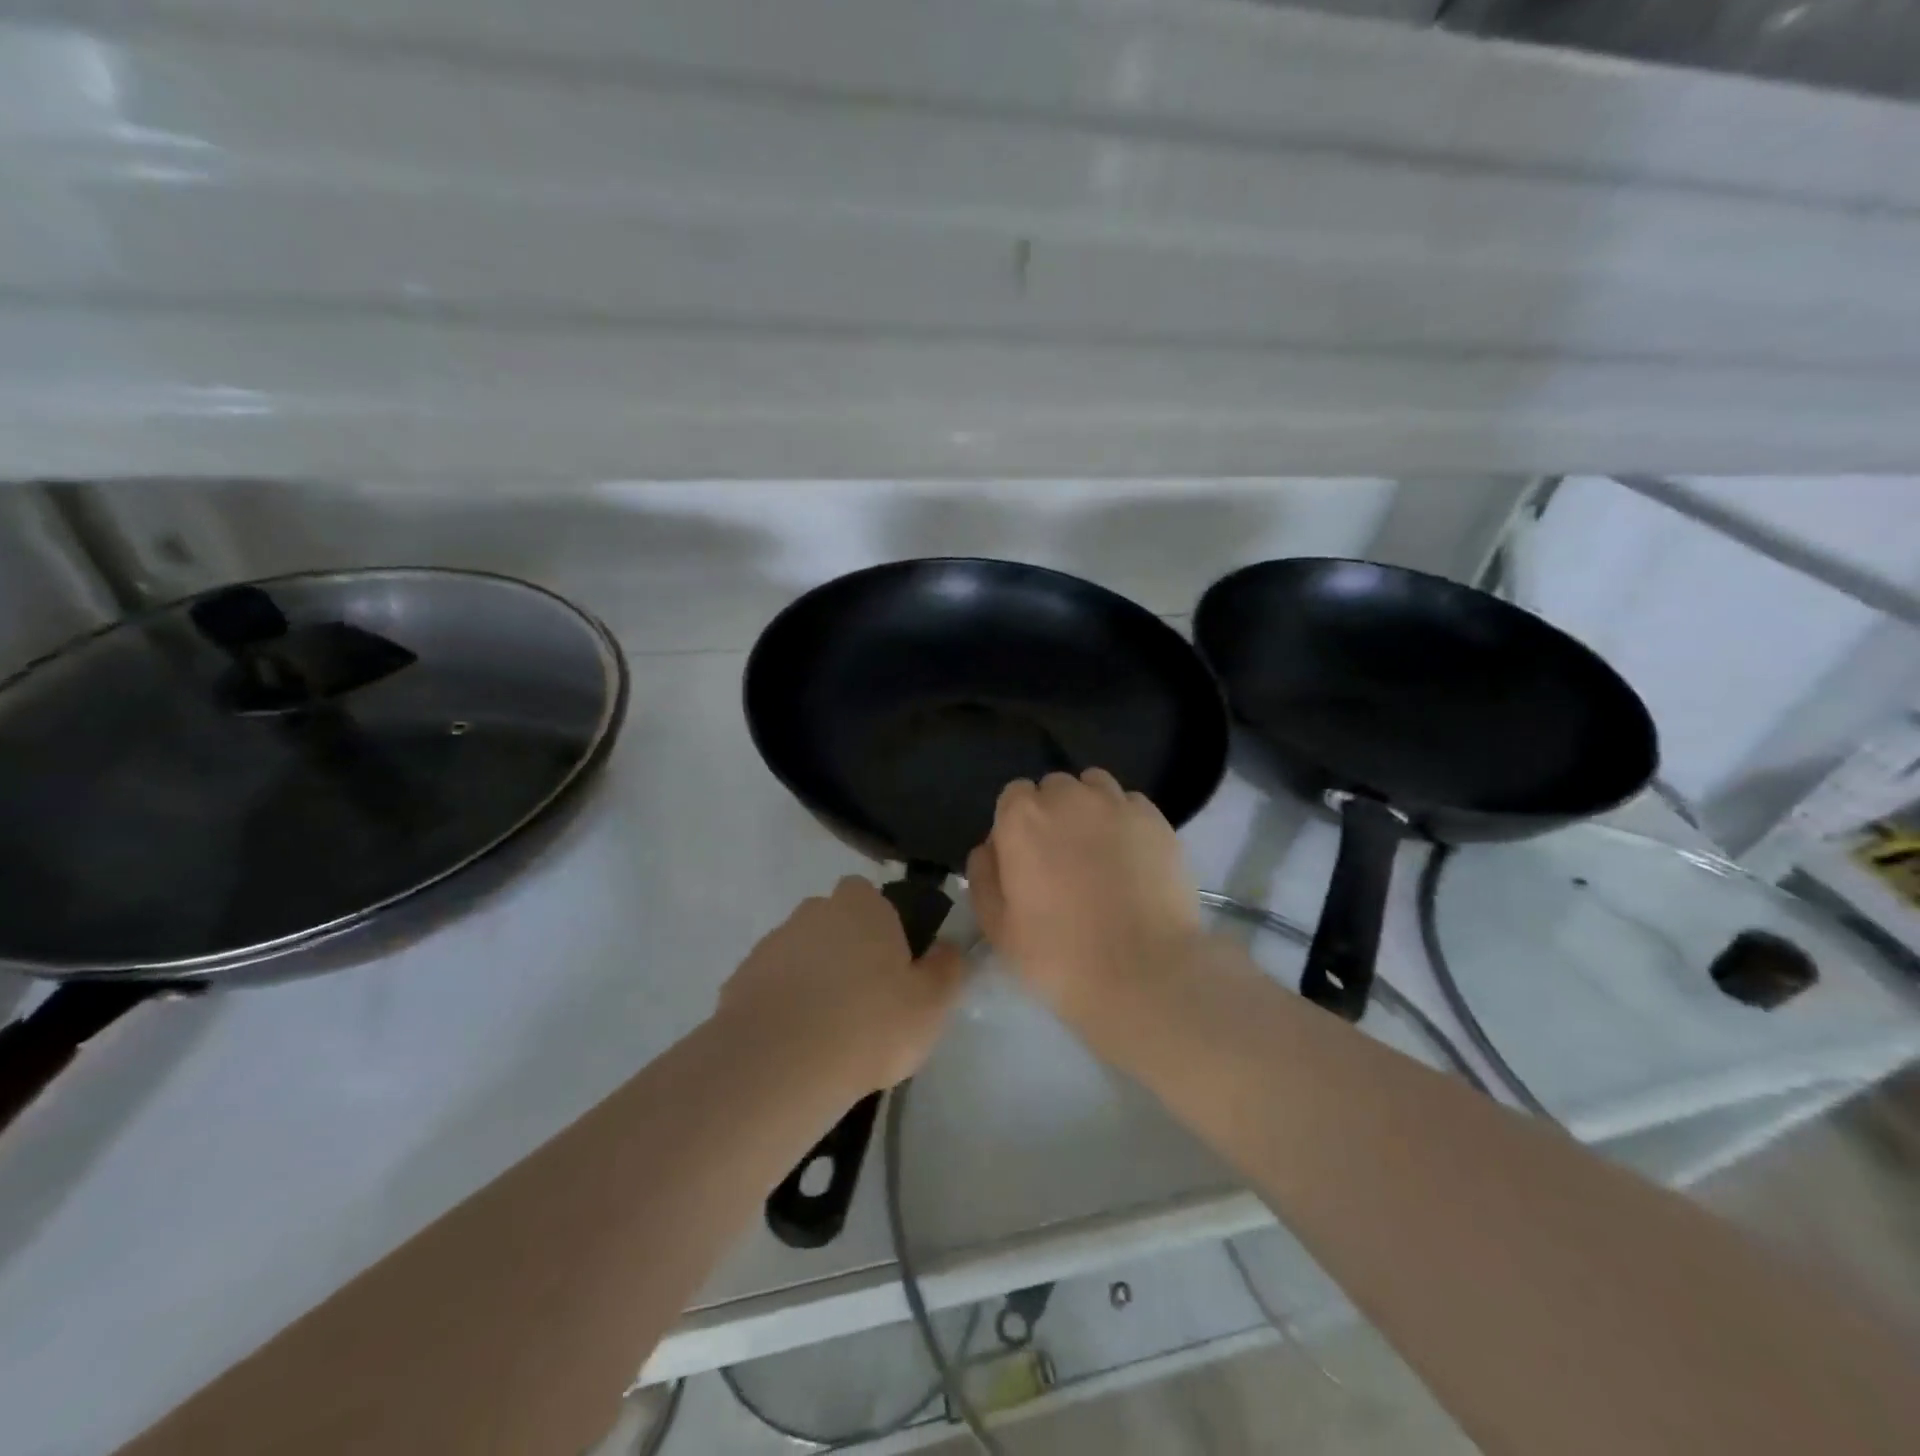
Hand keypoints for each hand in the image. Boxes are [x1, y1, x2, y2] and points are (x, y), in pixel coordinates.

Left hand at [718, 876, 968, 1094]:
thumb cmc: (870, 1024)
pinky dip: (784, 1007)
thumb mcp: (932, 1003)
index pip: (871, 896)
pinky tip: (796, 1047)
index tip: (893, 967)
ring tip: (829, 1033)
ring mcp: (771, 944)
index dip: (883, 927)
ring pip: (802, 955)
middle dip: (846, 952)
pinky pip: (773, 988)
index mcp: (861, 905)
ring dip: (813, 980)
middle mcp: (813, 911)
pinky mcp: (740, 981)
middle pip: (835, 924)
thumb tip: (947, 949)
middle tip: (865, 1001)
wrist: (779, 1064)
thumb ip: (947, 968)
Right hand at [967, 769, 1201, 1015]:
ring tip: (1099, 852)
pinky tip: (1132, 859)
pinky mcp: (1157, 820)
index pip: (1014, 797)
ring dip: (1090, 810)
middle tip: (1062, 859)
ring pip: (1095, 788)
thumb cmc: (1057, 954)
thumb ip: (984, 874)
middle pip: (1055, 788)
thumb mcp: (996, 926)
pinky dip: (1125, 822)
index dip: (1018, 826)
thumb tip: (990, 847)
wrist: (1143, 972)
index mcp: (1022, 817)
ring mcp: (1117, 804)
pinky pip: (1131, 806)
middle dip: (1054, 814)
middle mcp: (1068, 796)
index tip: (1026, 859)